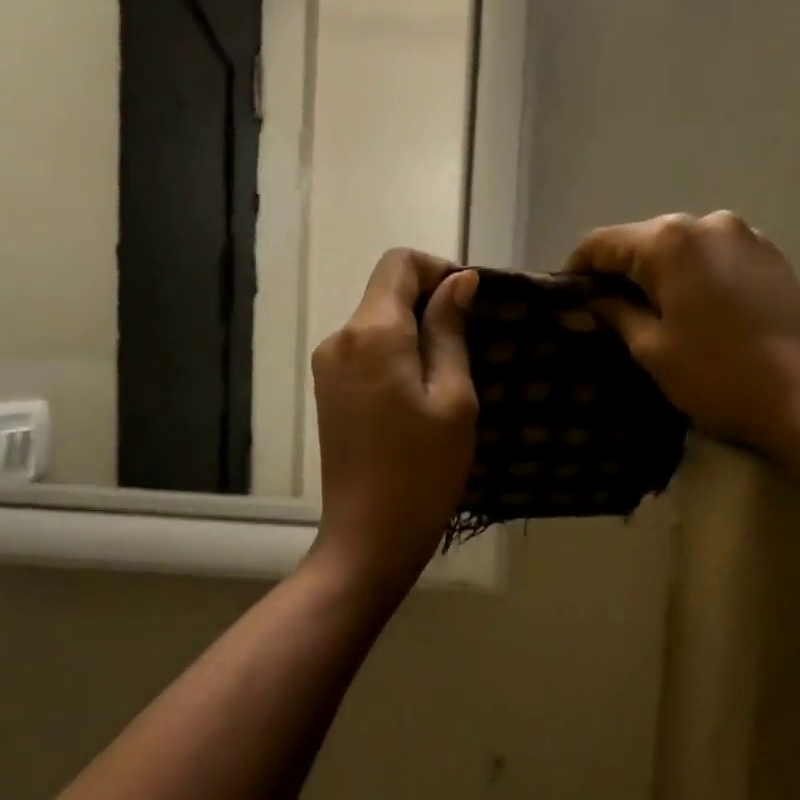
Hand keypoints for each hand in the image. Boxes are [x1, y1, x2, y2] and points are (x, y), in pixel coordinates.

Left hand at [310, 250, 479, 589]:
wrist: (369, 536)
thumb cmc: (423, 470)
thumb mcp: (453, 398)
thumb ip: (450, 332)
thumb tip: (458, 281)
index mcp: (371, 333)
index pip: (399, 263)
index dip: (439, 270)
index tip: (471, 305)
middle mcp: (339, 338)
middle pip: (386, 291)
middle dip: (430, 304)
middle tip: (471, 347)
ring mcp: (328, 367)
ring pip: (377, 323)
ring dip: (415, 334)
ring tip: (450, 378)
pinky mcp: (328, 392)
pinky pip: (366, 352)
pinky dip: (396, 356)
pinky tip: (420, 395)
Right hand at [567, 211, 799, 466]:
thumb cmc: (716, 376)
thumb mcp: (651, 349)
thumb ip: (613, 313)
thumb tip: (584, 300)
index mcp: (670, 240)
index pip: (602, 243)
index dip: (576, 270)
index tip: (564, 300)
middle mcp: (708, 222)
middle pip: (643, 240)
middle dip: (619, 273)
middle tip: (604, 314)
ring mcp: (745, 235)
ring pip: (681, 248)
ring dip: (658, 274)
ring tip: (650, 315)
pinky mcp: (771, 255)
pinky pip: (714, 257)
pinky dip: (694, 276)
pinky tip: (694, 311)